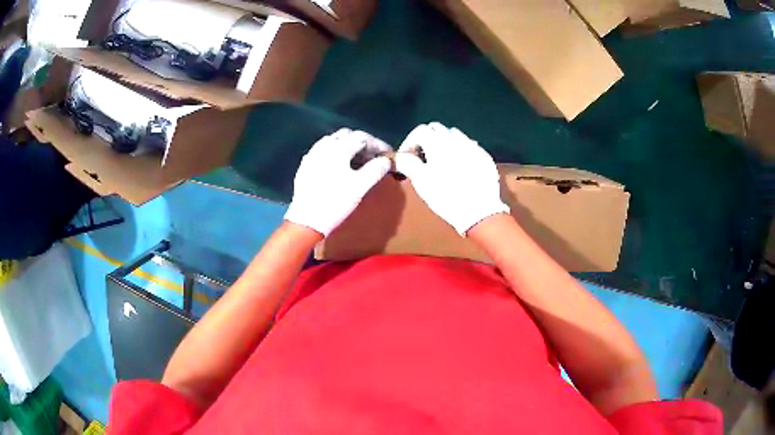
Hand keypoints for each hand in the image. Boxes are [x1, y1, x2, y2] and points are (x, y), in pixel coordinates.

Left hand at [285, 128, 391, 236]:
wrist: (306, 220)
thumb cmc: (335, 202)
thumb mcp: (360, 187)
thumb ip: (375, 170)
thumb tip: (385, 161)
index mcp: (338, 148)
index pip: (362, 137)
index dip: (377, 144)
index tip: (387, 154)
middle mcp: (323, 146)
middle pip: (346, 135)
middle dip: (362, 142)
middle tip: (373, 156)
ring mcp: (312, 155)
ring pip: (333, 142)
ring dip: (348, 146)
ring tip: (358, 160)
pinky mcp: (305, 166)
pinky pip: (323, 151)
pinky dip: (335, 153)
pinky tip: (339, 167)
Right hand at [395, 122, 508, 234]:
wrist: (479, 210)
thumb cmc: (445, 195)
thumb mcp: (421, 181)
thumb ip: (408, 163)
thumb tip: (401, 156)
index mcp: (437, 142)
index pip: (419, 130)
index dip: (410, 141)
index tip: (407, 156)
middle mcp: (455, 138)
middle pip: (437, 128)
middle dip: (427, 138)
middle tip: (423, 155)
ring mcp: (472, 146)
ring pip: (455, 135)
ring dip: (445, 142)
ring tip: (442, 159)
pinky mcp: (484, 156)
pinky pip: (470, 146)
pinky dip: (461, 151)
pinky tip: (460, 166)